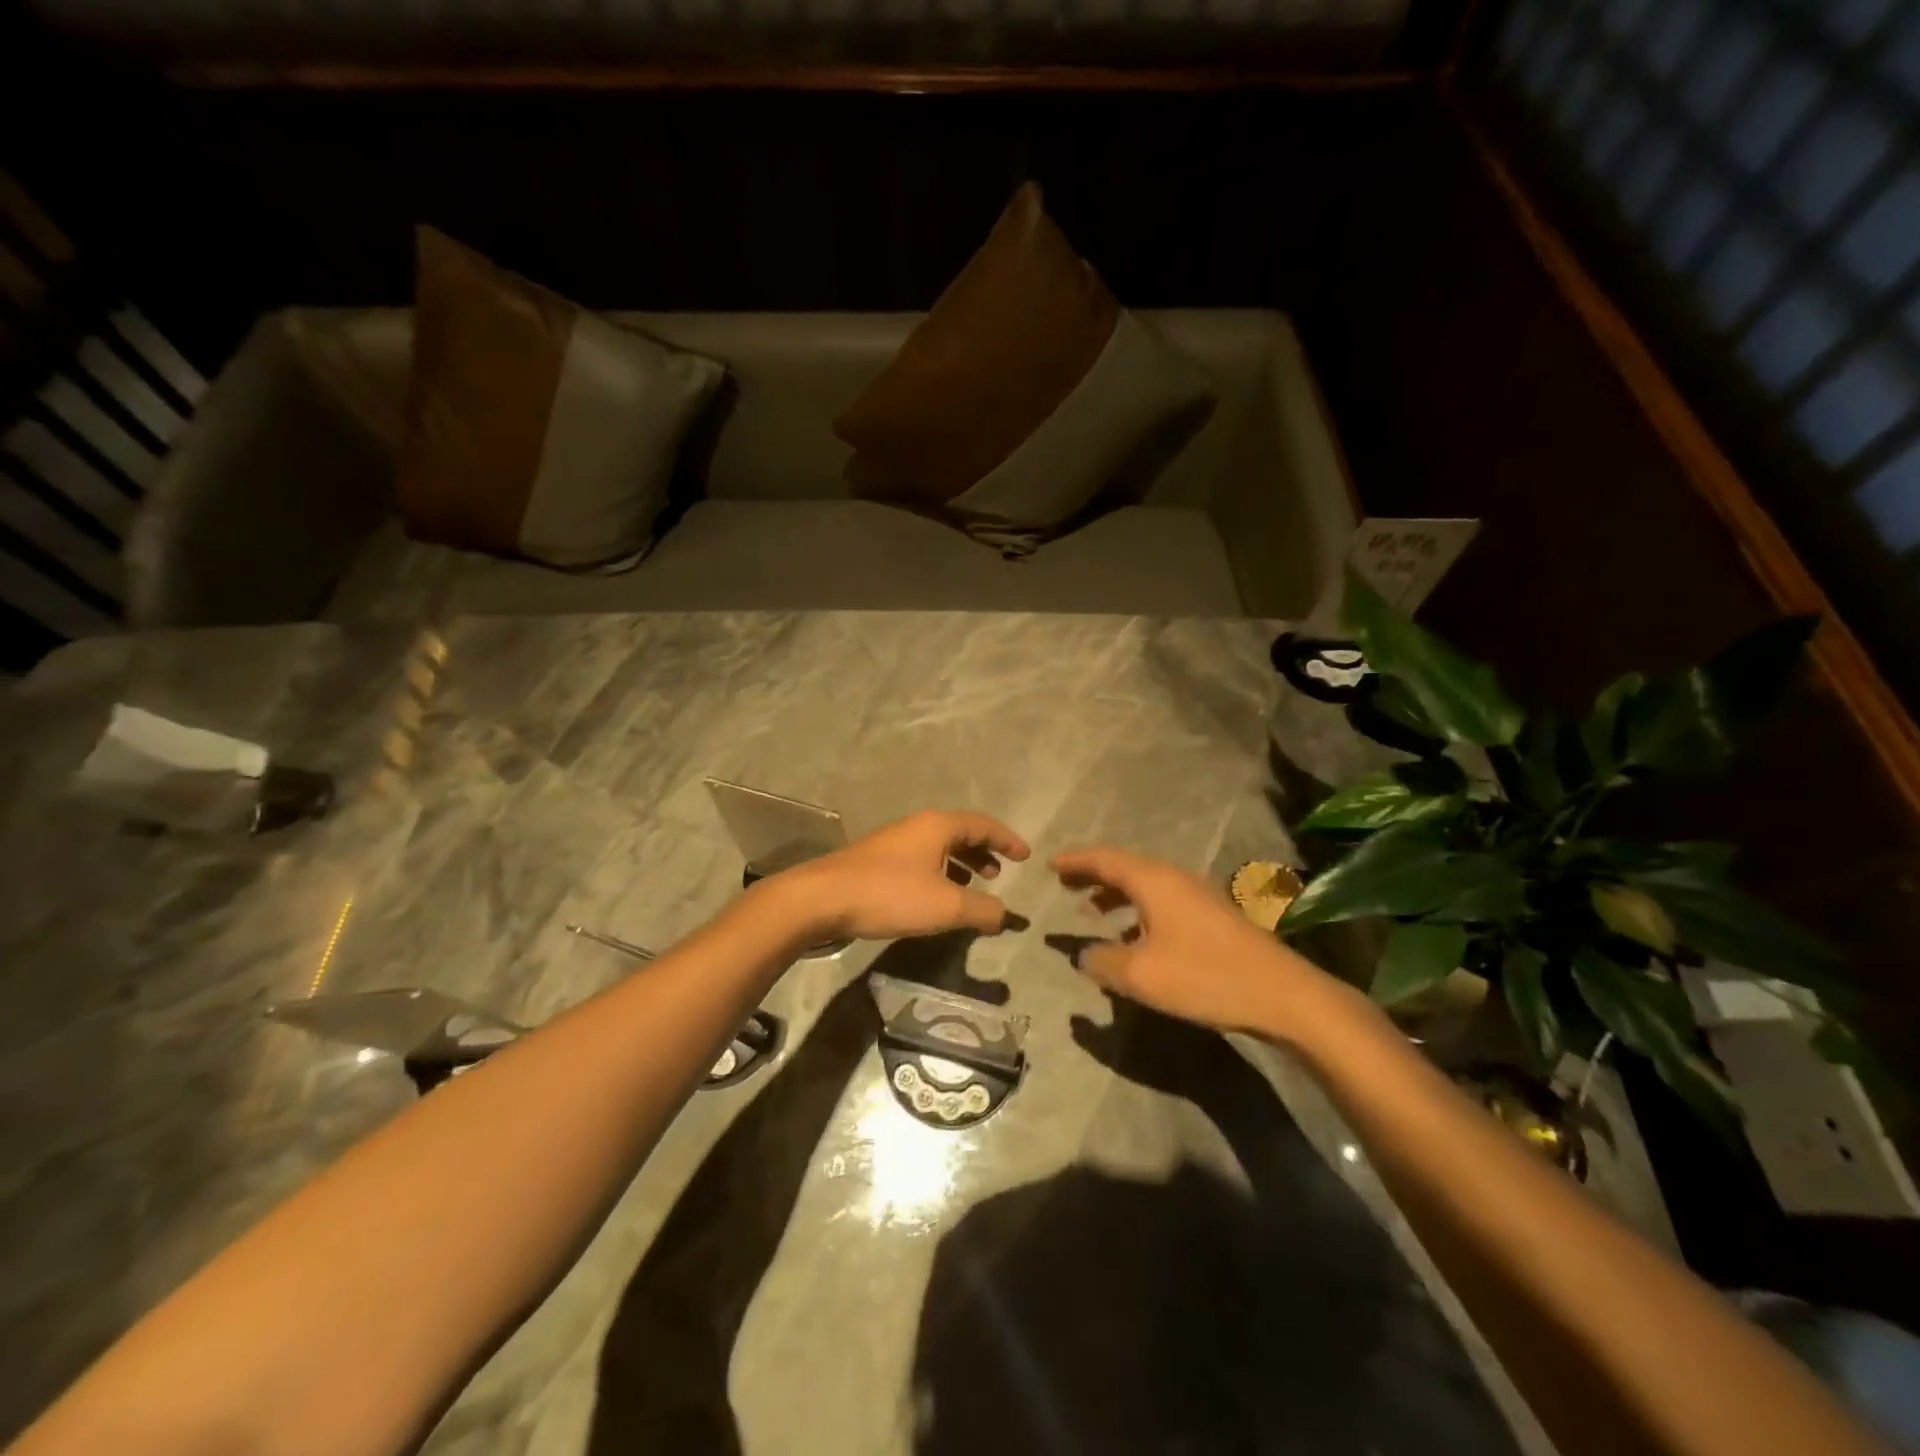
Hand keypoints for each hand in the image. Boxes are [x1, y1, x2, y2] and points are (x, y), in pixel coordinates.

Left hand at [778, 810, 1030, 941]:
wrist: (822, 899)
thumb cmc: (890, 894)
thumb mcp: (946, 905)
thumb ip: (982, 909)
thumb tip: (1005, 915)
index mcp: (938, 826)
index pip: (983, 824)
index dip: (1007, 839)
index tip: (1025, 856)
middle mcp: (917, 827)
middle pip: (960, 832)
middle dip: (983, 851)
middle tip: (1000, 873)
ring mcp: (894, 843)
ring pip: (939, 848)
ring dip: (961, 865)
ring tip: (973, 888)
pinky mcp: (877, 862)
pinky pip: (921, 861)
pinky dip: (940, 874)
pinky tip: (936, 898)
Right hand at [1050, 846, 1357, 1040]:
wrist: (1282, 993)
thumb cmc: (1205, 976)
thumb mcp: (1141, 975)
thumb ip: (1103, 961)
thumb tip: (1083, 954)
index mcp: (1153, 881)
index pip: (1104, 859)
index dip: (1075, 861)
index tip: (1050, 865)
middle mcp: (1173, 878)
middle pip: (1124, 867)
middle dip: (1092, 874)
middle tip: (1064, 884)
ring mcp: (1196, 895)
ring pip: (1144, 884)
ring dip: (1114, 893)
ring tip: (1089, 910)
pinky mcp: (1211, 915)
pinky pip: (1160, 900)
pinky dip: (1136, 909)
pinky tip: (1132, 937)